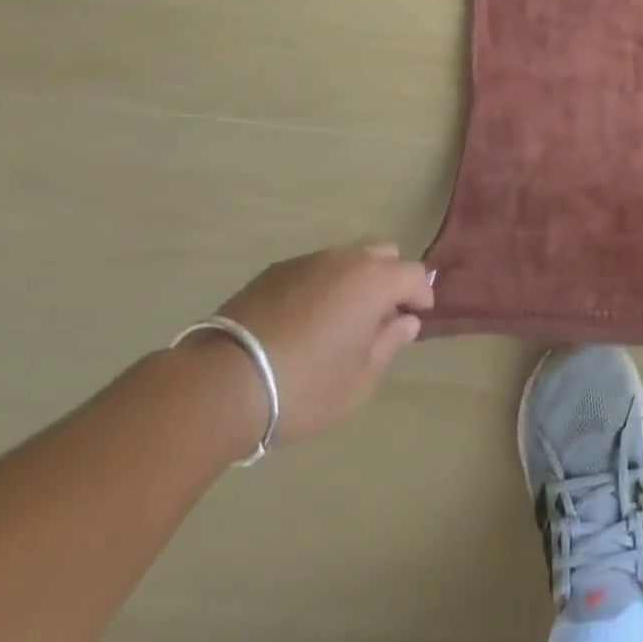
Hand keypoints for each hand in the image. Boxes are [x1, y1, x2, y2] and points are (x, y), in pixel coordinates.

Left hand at [213, 242, 433, 445]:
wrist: (220, 384)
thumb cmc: (303, 387)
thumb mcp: (358, 381)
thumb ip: (389, 344)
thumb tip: (406, 321)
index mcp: (375, 280)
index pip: (416, 274)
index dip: (421, 296)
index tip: (415, 320)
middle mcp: (346, 259)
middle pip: (384, 254)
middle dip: (390, 279)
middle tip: (378, 318)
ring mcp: (308, 261)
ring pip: (346, 259)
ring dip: (353, 281)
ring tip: (338, 320)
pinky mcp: (274, 271)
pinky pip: (313, 270)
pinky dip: (320, 287)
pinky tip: (302, 322)